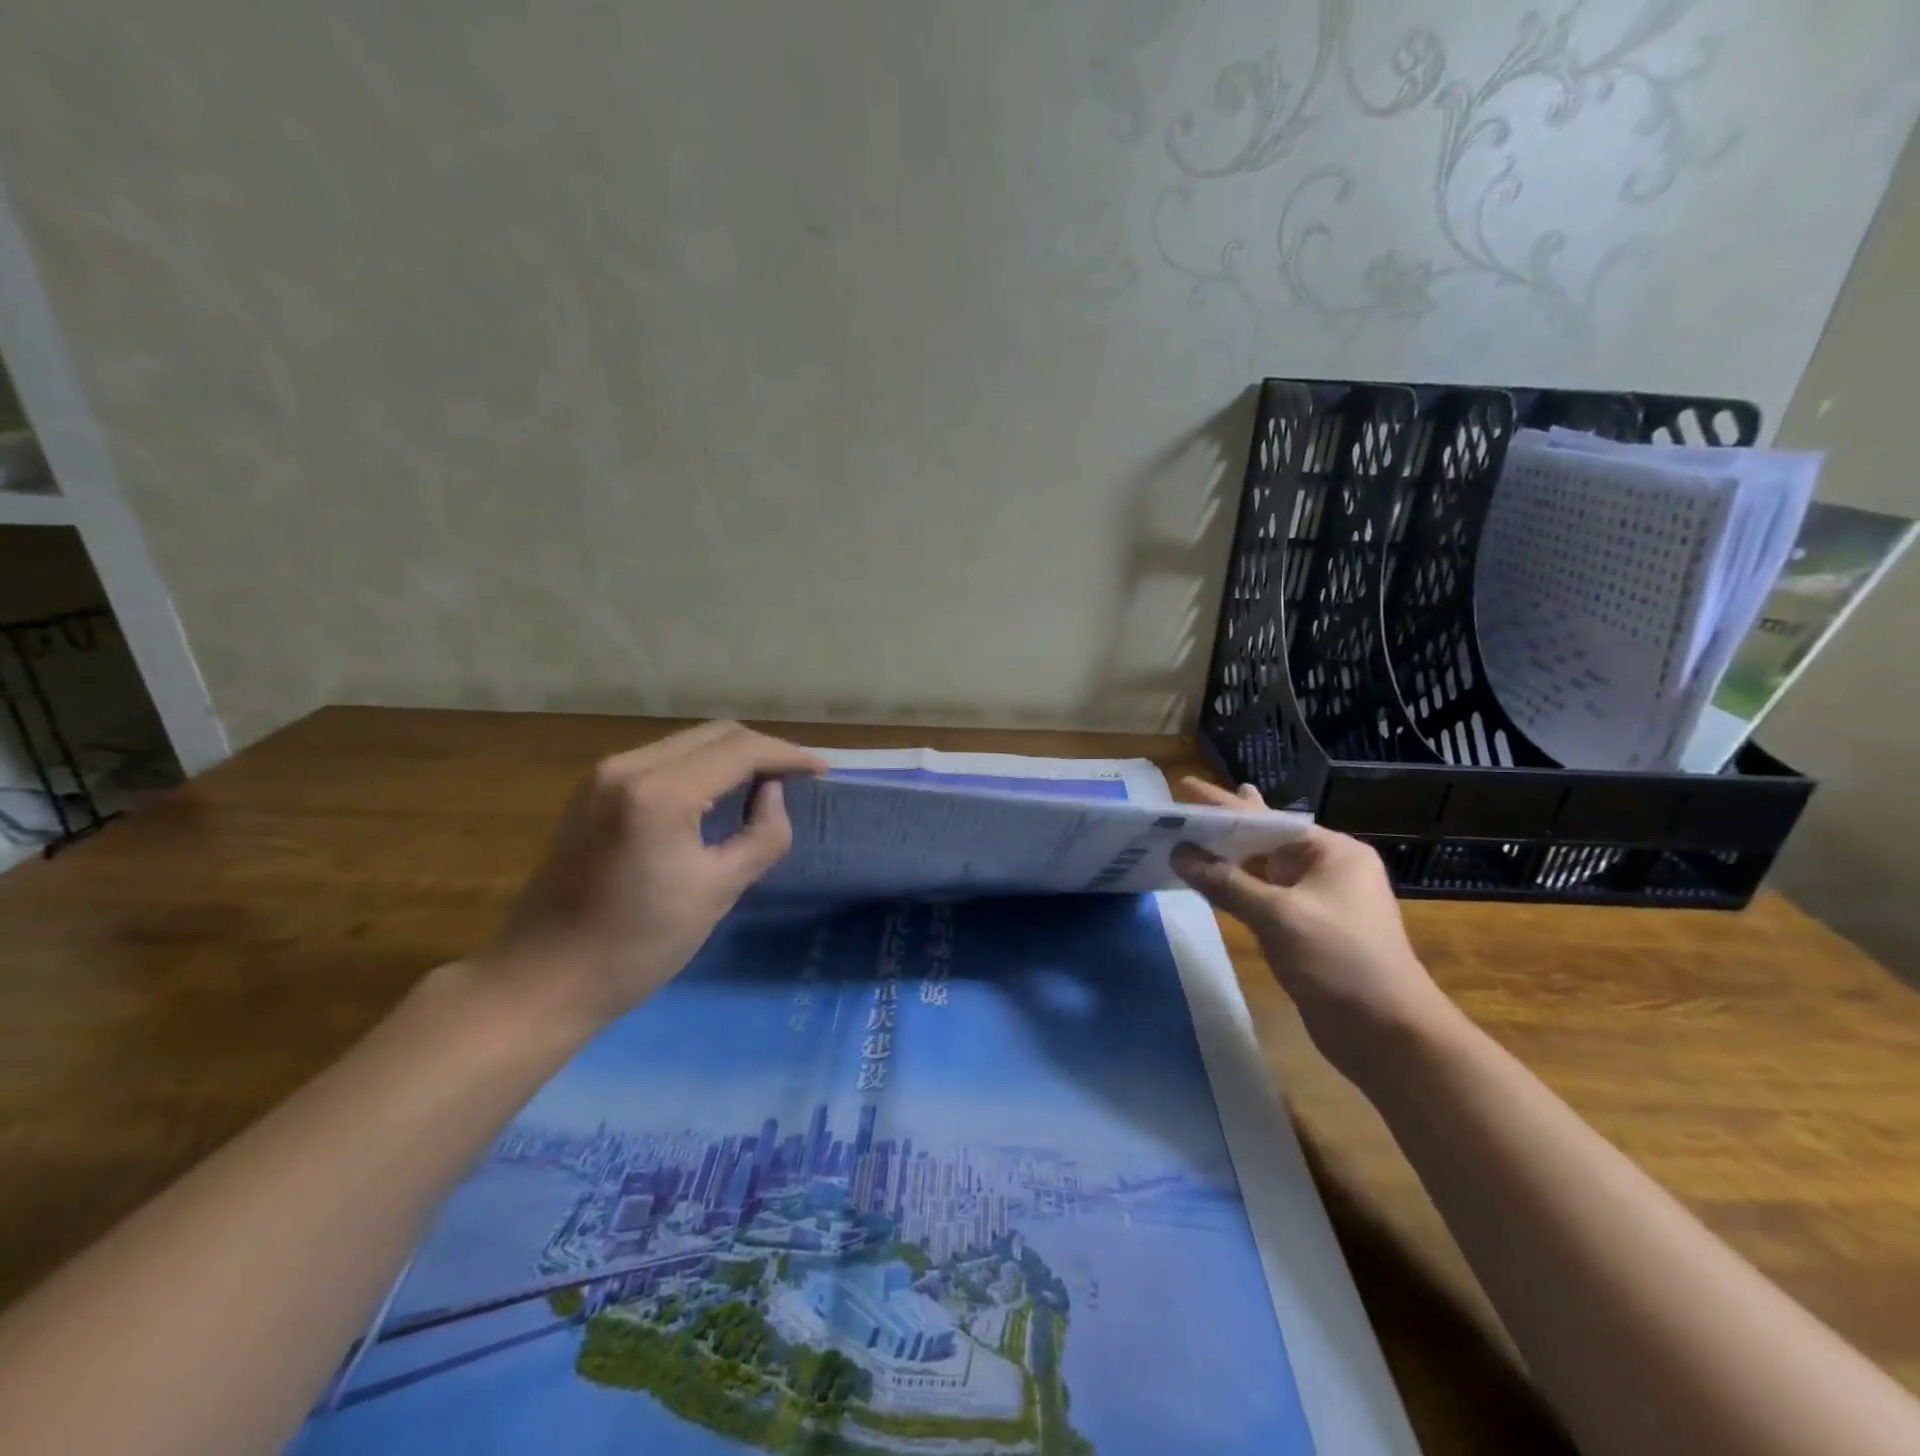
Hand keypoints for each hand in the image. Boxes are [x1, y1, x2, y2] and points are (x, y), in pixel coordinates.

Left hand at [485, 722, 826, 1030]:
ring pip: (688, 743)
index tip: (823, 772)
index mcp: (659, 793)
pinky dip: (701, 767)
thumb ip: (762, 835)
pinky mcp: (593, 791)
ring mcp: (603, 775)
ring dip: (732, 756)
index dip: (788, 755)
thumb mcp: (717, 891)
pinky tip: (719, 793)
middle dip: (763, 750)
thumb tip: (773, 795)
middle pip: (714, 734)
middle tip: (798, 779)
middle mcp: (627, 767)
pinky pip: (663, 760)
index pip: (740, 750)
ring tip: (767, 784)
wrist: (542, 980)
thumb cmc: (637, 945)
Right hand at [1172, 779, 1454, 1082]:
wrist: (1388, 1034)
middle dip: (1228, 822)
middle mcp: (1329, 869)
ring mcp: (1320, 900)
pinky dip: (1238, 885)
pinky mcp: (1309, 929)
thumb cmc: (1339, 960)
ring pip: (1264, 868)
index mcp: (1333, 852)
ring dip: (1231, 855)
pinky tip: (1216, 879)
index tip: (1185, 787)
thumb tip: (1179, 854)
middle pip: (1266, 838)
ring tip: (1201, 831)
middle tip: (1192, 800)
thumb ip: (1226, 882)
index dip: (1222, 805)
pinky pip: (1265, 896)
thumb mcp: (1278, 916)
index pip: (1267, 819)